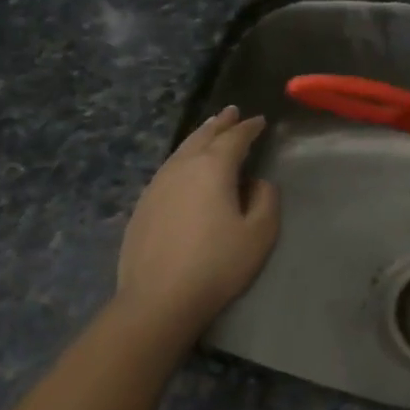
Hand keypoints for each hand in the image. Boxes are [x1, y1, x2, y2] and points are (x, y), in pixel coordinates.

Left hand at [116, 106, 279, 335]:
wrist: (158, 298)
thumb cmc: (216, 265)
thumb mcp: (259, 234)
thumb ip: (266, 200)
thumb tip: (259, 181)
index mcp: (213, 167)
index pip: (235, 138)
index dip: (249, 128)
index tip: (260, 121)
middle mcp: (183, 166)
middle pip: (204, 135)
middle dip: (220, 123)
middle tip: (231, 112)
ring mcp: (158, 183)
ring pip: (182, 149)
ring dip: (199, 136)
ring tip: (209, 130)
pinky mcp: (144, 204)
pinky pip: (168, 168)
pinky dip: (182, 157)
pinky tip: (184, 167)